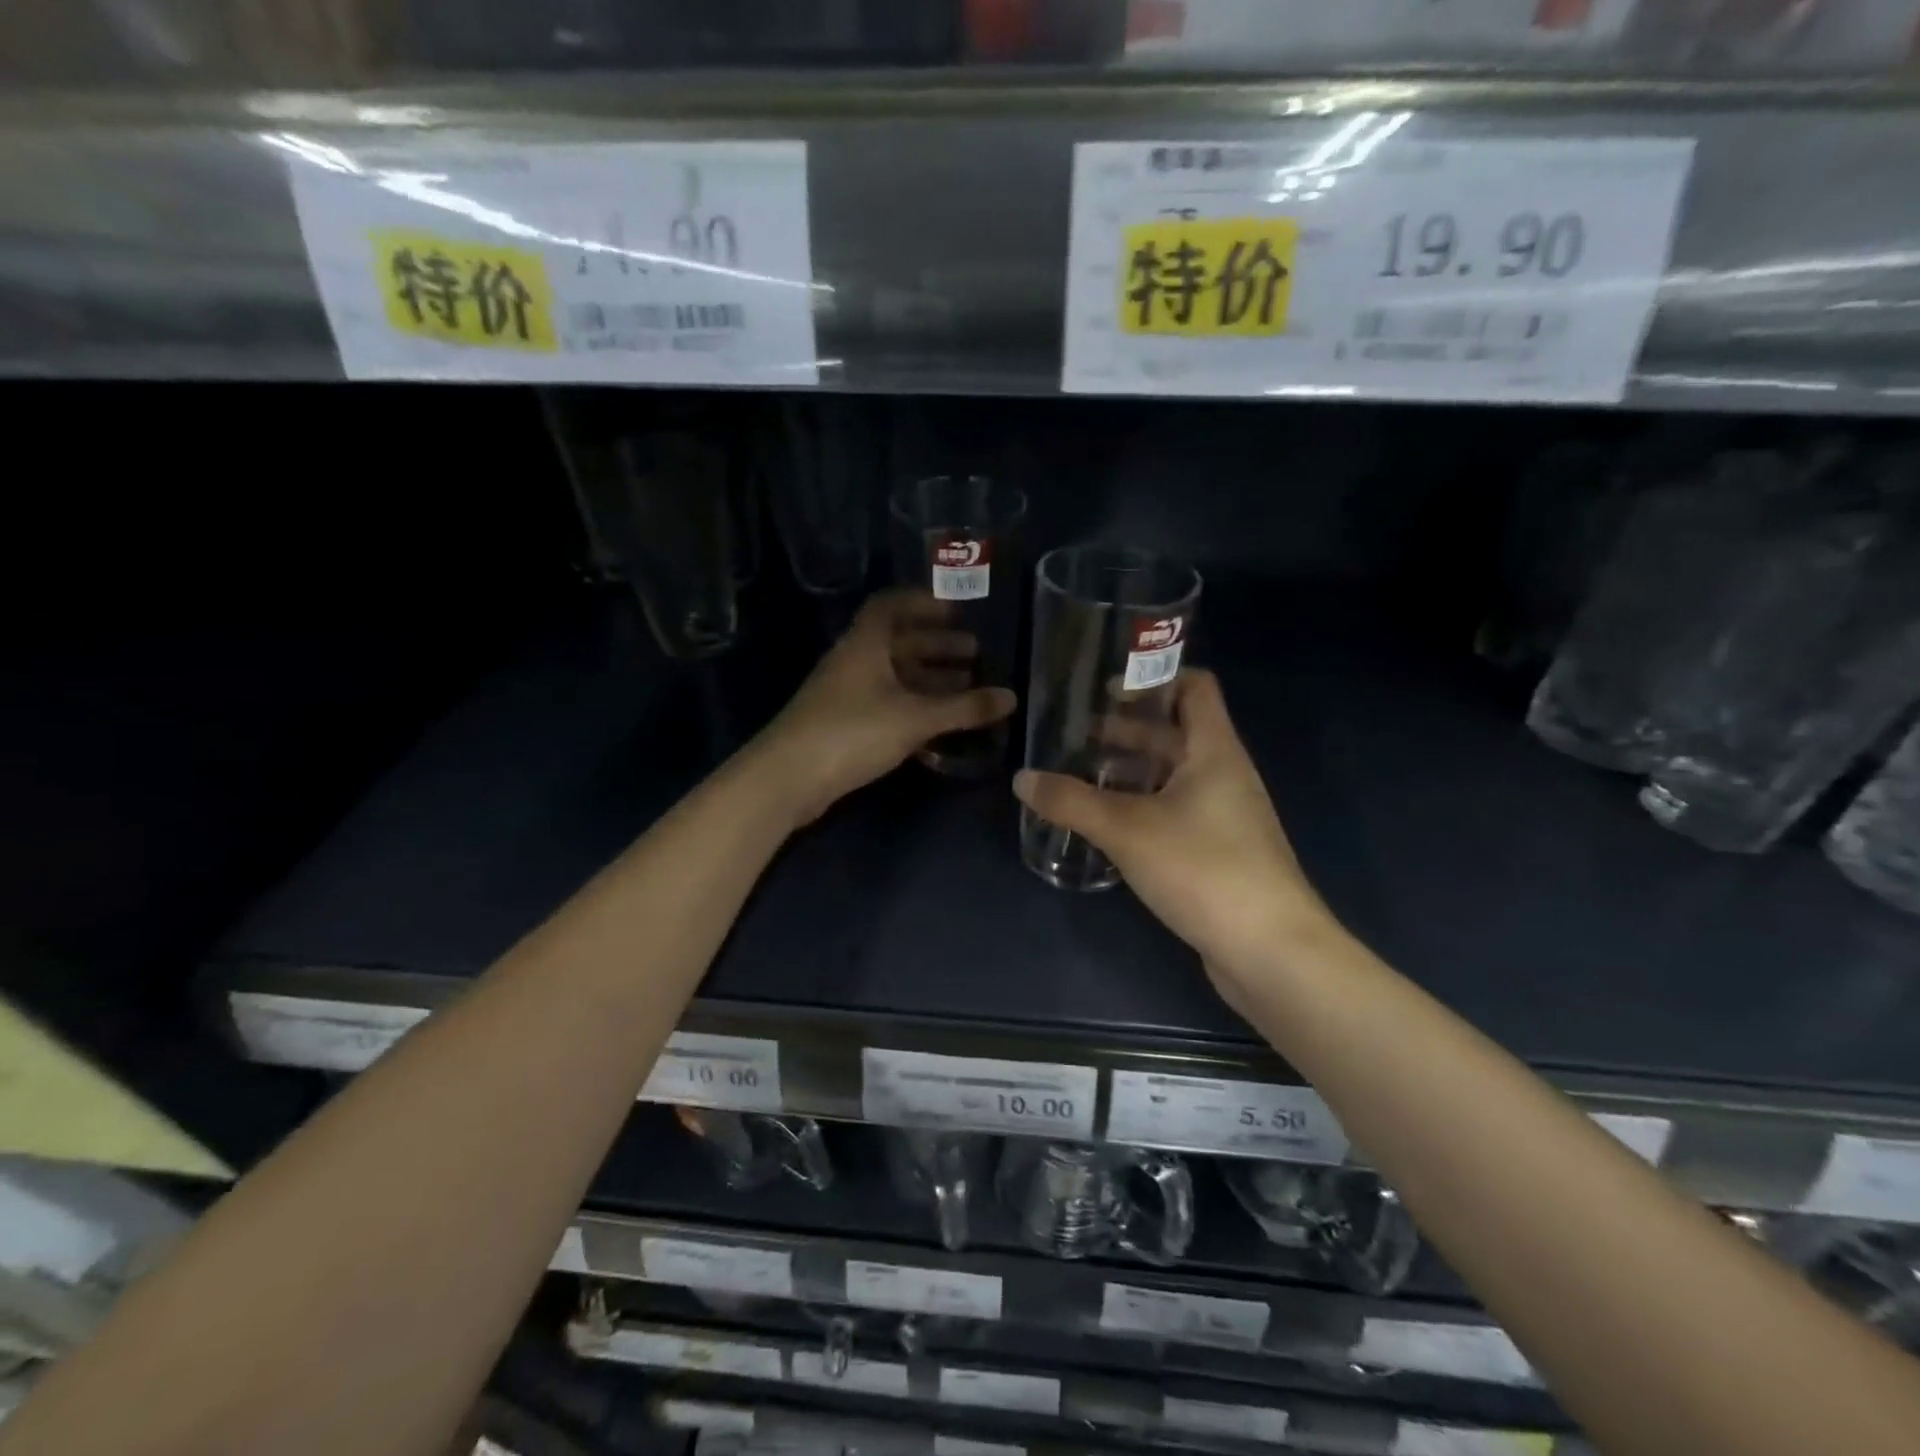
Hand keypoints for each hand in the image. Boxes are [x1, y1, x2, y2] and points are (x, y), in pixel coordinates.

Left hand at [754, 590, 1016, 828]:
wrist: (789, 777)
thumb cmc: (853, 731)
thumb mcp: (915, 717)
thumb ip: (963, 708)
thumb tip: (1011, 697)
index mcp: (865, 644)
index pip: (891, 606)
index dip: (923, 603)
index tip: (956, 610)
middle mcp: (854, 661)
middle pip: (898, 643)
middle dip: (937, 645)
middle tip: (975, 653)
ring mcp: (846, 694)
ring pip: (894, 676)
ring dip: (929, 678)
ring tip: (967, 687)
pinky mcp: (844, 724)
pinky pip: (887, 703)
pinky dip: (914, 705)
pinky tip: (939, 721)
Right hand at [1013, 670, 1341, 1002]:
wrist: (1271, 951)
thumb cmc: (1204, 869)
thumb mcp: (1127, 829)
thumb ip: (1072, 802)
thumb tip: (1022, 779)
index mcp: (1215, 751)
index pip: (1195, 687)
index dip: (1155, 677)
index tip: (1108, 685)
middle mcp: (1226, 775)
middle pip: (1177, 733)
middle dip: (1129, 729)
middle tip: (1078, 734)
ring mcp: (1227, 817)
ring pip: (1175, 777)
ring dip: (1133, 772)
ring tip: (1084, 777)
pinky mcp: (1221, 854)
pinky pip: (1178, 813)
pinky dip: (1144, 807)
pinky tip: (1111, 826)